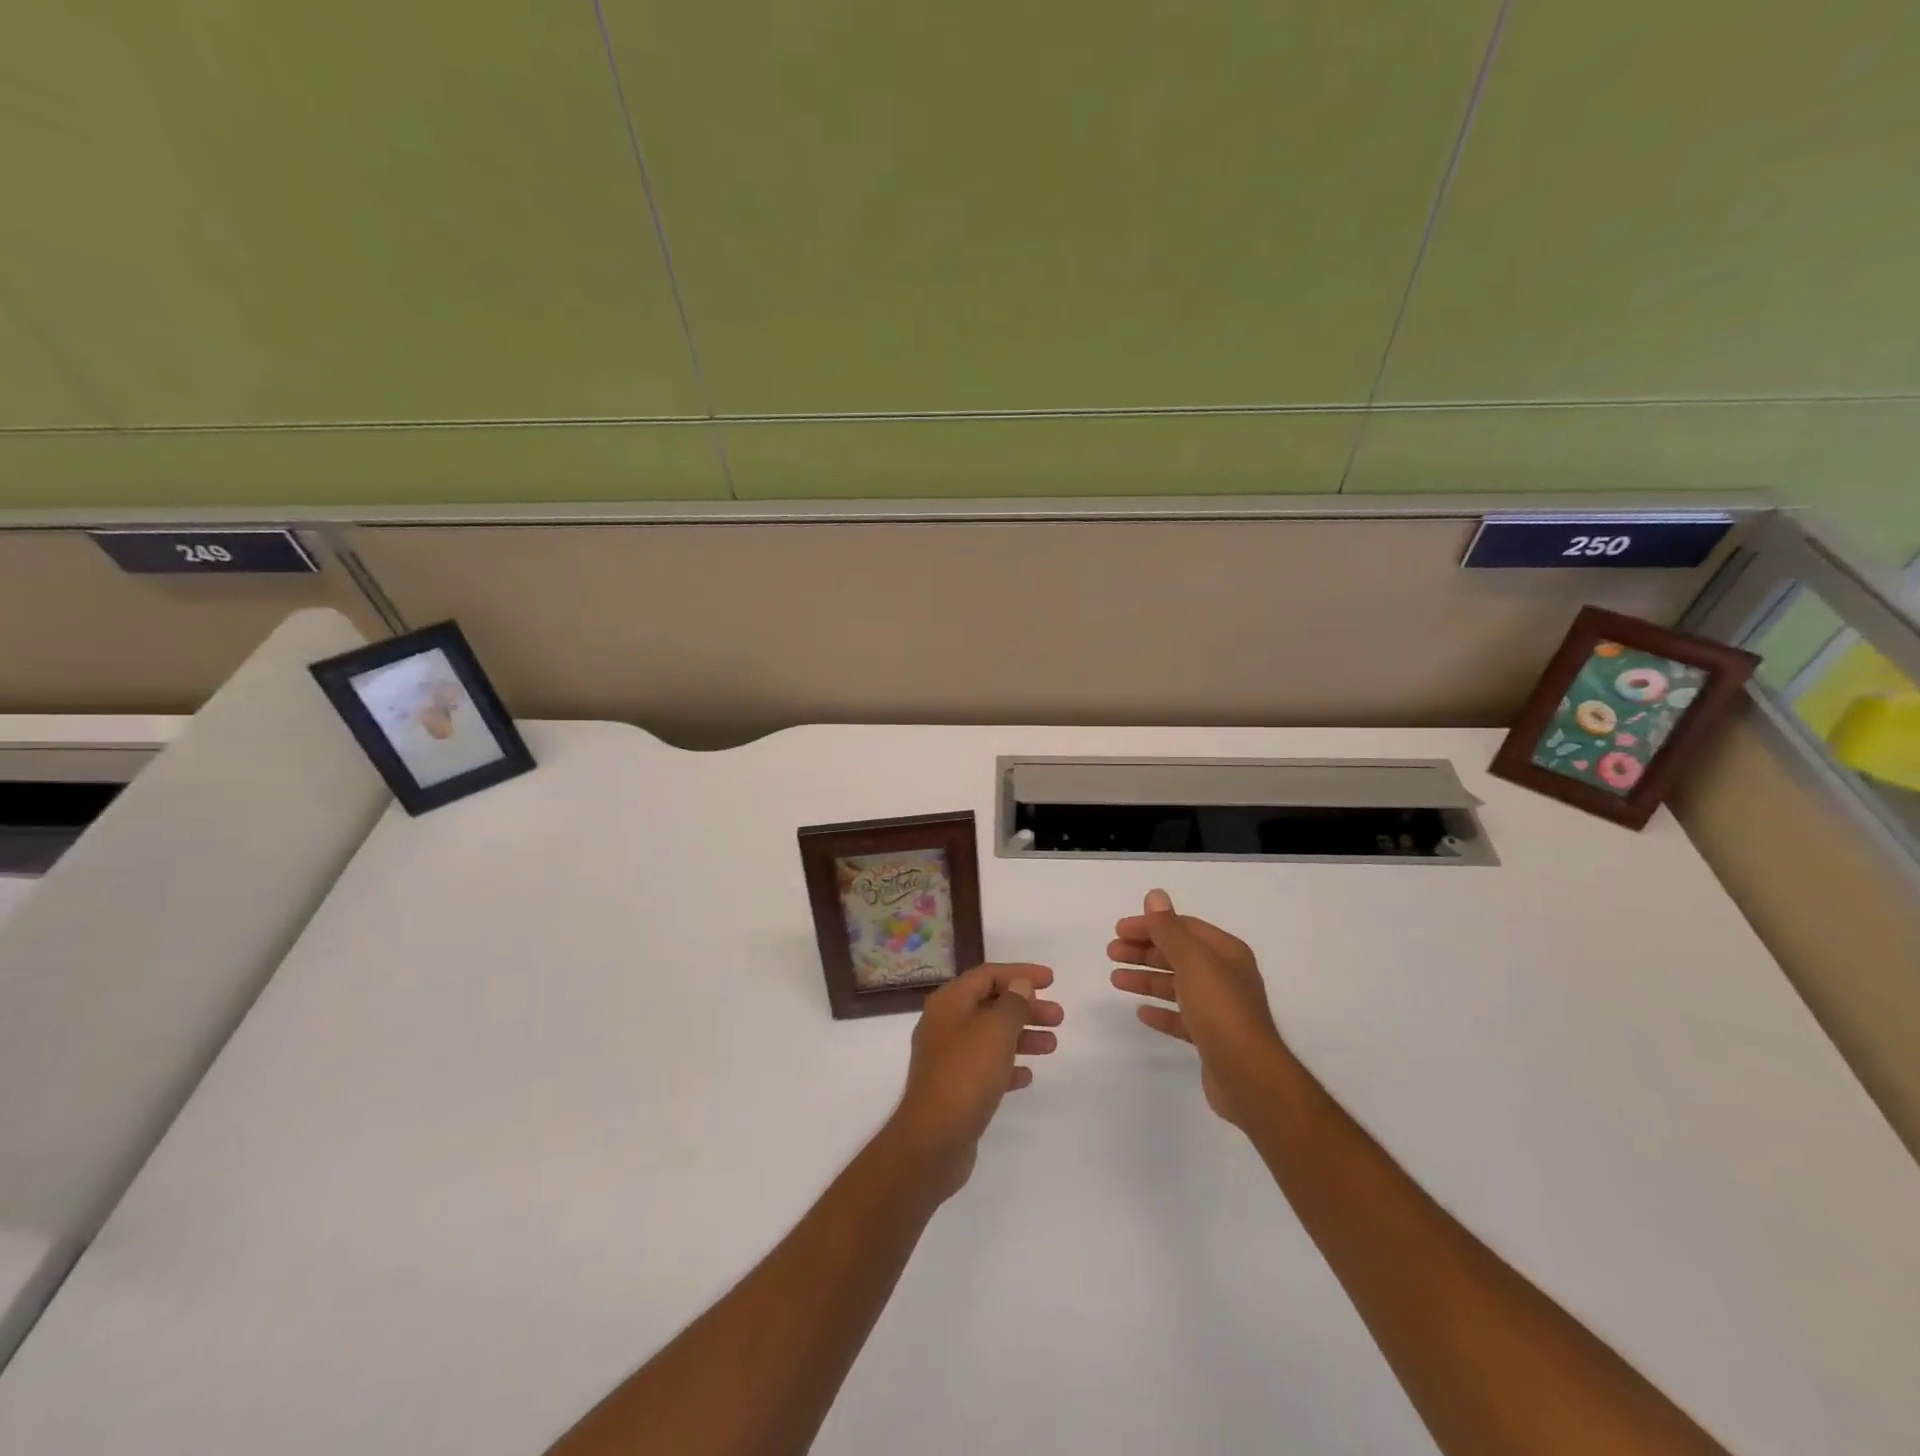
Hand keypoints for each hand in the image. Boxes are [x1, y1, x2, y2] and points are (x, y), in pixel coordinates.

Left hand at [887, 963, 1062, 1200]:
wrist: (933, 1140)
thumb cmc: (965, 1075)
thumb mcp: (995, 1031)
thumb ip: (1012, 1004)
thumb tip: (1020, 985)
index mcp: (949, 1003)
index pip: (987, 975)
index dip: (1019, 973)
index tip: (1051, 980)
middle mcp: (945, 1025)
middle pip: (990, 1005)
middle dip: (1025, 1008)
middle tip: (1058, 1016)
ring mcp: (947, 1058)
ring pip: (990, 1037)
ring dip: (1021, 1036)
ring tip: (1052, 1045)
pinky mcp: (954, 1088)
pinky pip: (985, 1067)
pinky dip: (1007, 1066)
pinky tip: (1027, 1075)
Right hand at [1109, 890, 1290, 1127]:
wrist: (1249, 1076)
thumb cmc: (1220, 1010)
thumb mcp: (1192, 961)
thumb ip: (1169, 929)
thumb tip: (1155, 895)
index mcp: (1226, 952)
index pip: (1182, 927)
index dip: (1150, 925)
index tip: (1118, 930)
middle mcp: (1225, 976)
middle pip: (1178, 955)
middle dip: (1144, 951)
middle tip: (1111, 953)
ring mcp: (1219, 1009)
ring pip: (1176, 985)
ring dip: (1146, 979)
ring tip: (1116, 980)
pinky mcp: (1212, 1038)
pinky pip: (1181, 1018)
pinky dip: (1161, 1011)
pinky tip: (1141, 1012)